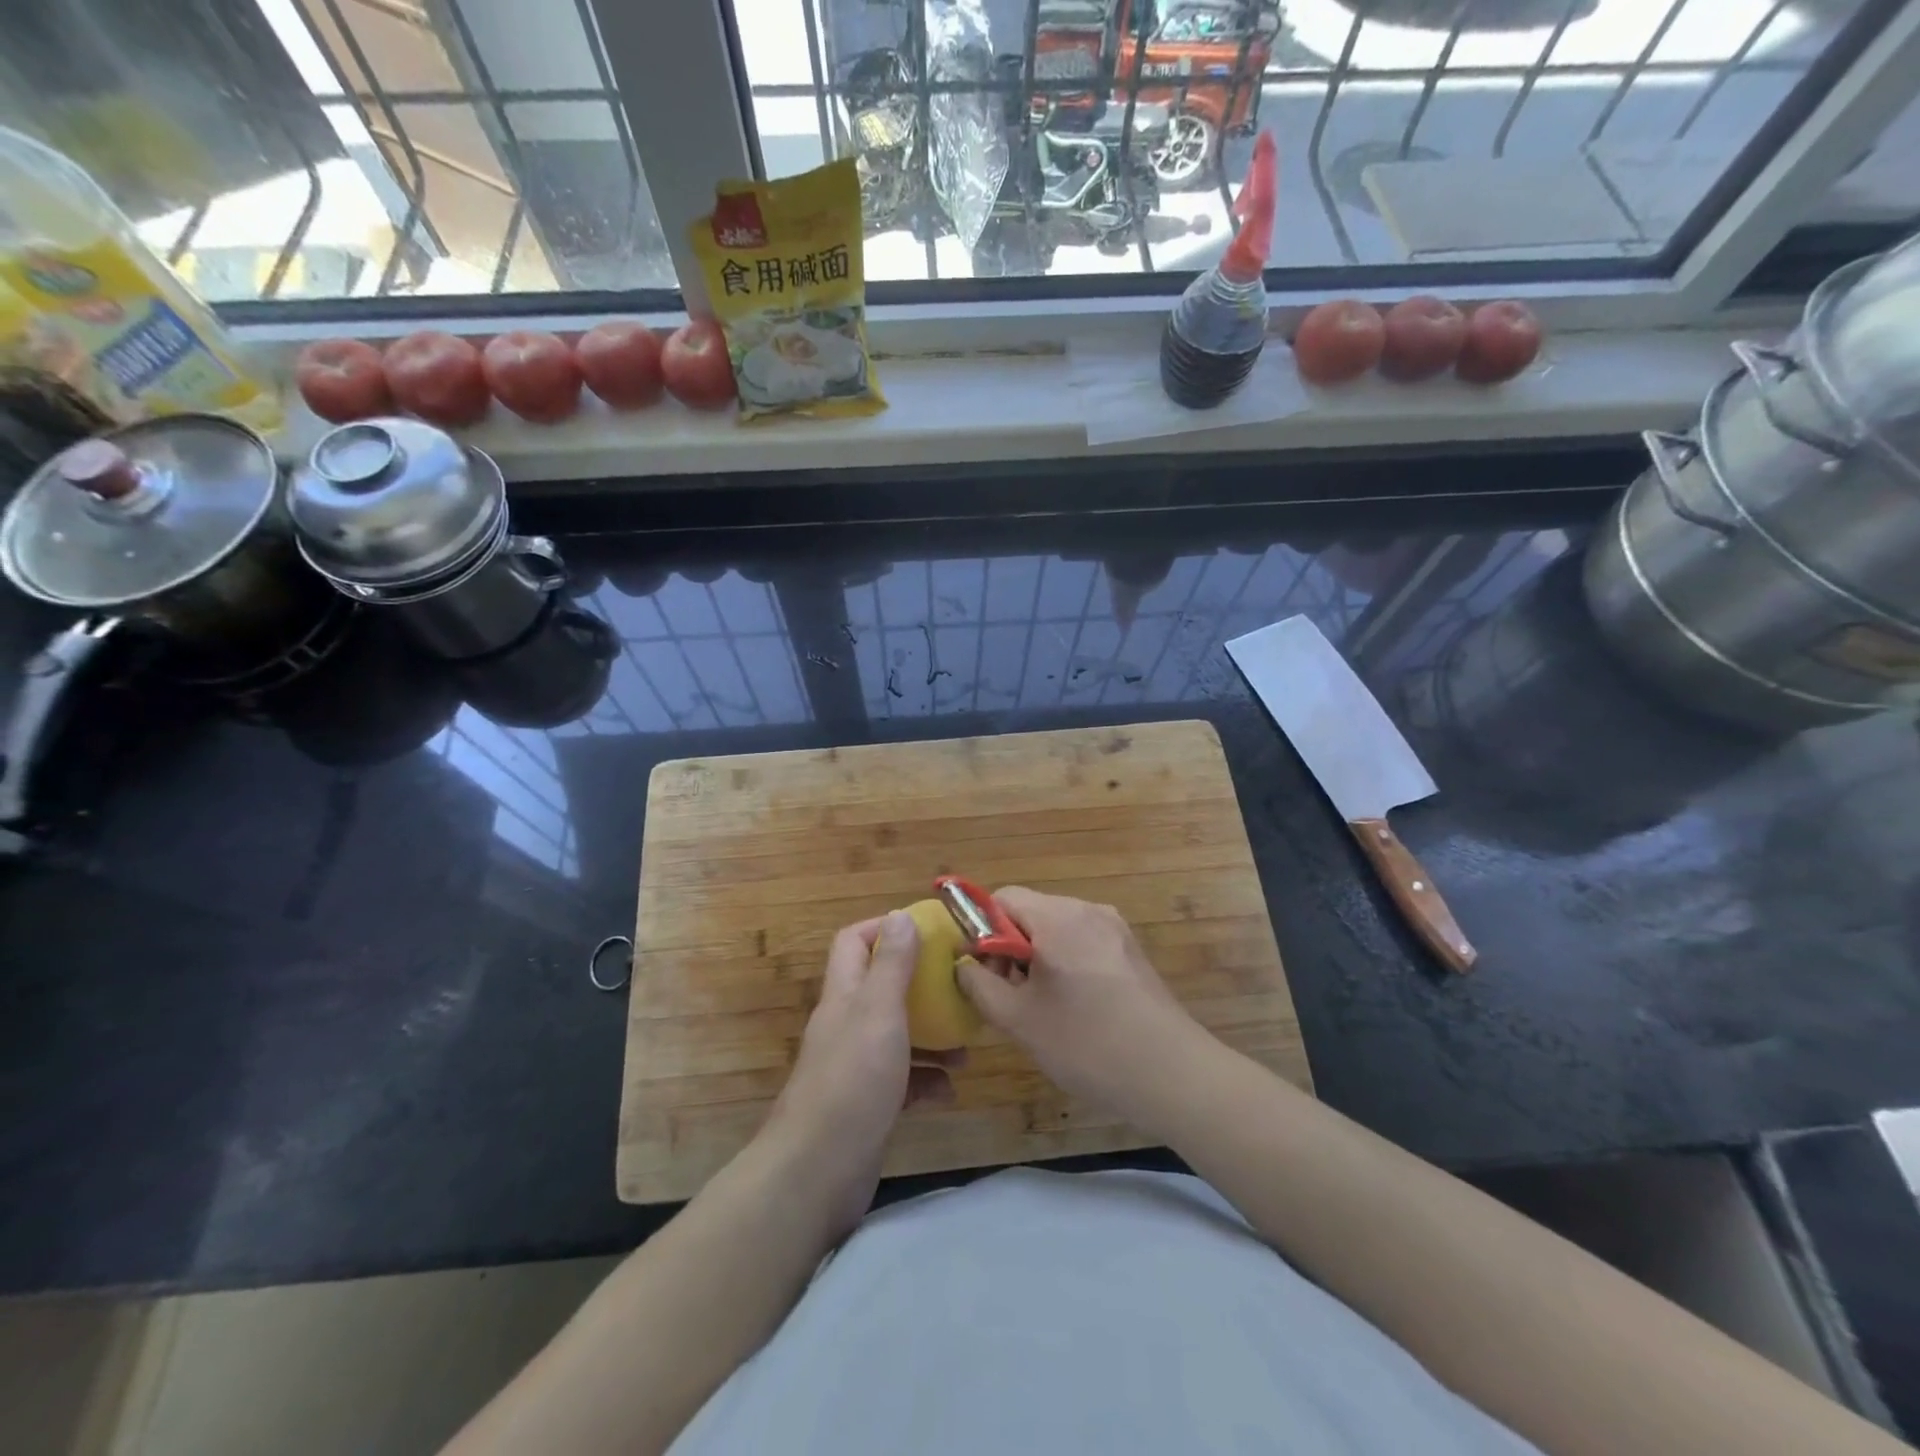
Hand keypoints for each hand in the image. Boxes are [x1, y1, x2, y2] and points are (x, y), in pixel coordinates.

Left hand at [763, 911, 962, 1238]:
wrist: (817, 1173)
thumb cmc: (852, 1081)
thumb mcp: (879, 1013)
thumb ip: (892, 965)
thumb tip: (901, 914)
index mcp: (844, 996)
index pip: (854, 942)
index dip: (885, 929)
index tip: (928, 931)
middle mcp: (846, 1025)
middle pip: (882, 988)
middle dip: (921, 985)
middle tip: (959, 987)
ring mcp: (856, 1067)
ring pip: (898, 1036)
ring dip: (932, 1036)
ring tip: (966, 1046)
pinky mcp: (868, 1105)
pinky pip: (903, 1082)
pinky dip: (927, 1081)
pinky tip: (950, 1090)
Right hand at [957, 888, 1205, 1129]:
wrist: (1172, 1074)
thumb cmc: (1087, 1044)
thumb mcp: (1019, 1020)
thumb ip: (980, 985)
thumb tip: (964, 965)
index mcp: (1058, 917)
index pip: (1002, 898)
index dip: (981, 930)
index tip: (983, 973)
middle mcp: (1087, 910)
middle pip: (1030, 912)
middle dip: (1009, 948)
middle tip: (1010, 997)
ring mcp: (1114, 928)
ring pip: (1057, 929)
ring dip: (1037, 958)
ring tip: (1042, 1008)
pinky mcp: (1131, 950)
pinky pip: (1083, 942)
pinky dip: (1066, 963)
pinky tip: (1075, 1008)